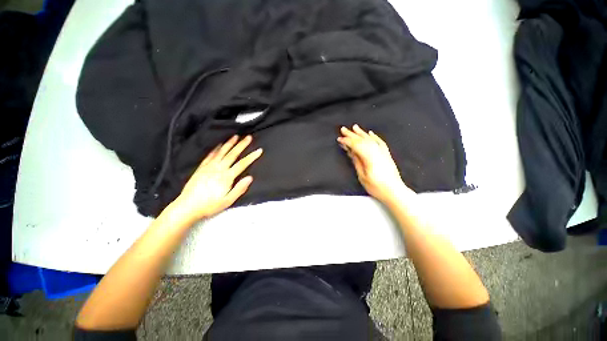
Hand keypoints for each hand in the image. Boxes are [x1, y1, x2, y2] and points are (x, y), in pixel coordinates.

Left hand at [167, 135, 262, 224]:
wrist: (187, 207)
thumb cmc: (210, 205)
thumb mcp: (228, 201)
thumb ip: (239, 189)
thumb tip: (250, 177)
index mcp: (226, 177)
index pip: (242, 164)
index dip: (251, 156)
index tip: (259, 150)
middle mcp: (218, 169)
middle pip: (232, 154)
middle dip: (241, 145)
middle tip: (248, 137)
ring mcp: (209, 167)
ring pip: (221, 152)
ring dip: (229, 143)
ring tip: (235, 136)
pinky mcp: (201, 168)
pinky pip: (209, 156)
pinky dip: (215, 149)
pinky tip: (219, 145)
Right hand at [338, 124, 412, 204]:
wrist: (395, 191)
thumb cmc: (376, 186)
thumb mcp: (362, 176)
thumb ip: (357, 162)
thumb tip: (351, 151)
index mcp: (369, 157)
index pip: (356, 145)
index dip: (347, 141)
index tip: (339, 139)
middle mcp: (376, 151)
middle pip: (362, 140)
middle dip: (352, 134)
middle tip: (343, 129)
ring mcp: (382, 152)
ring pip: (370, 139)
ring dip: (362, 133)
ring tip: (355, 127)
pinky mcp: (386, 154)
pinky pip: (380, 142)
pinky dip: (374, 137)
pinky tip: (370, 133)